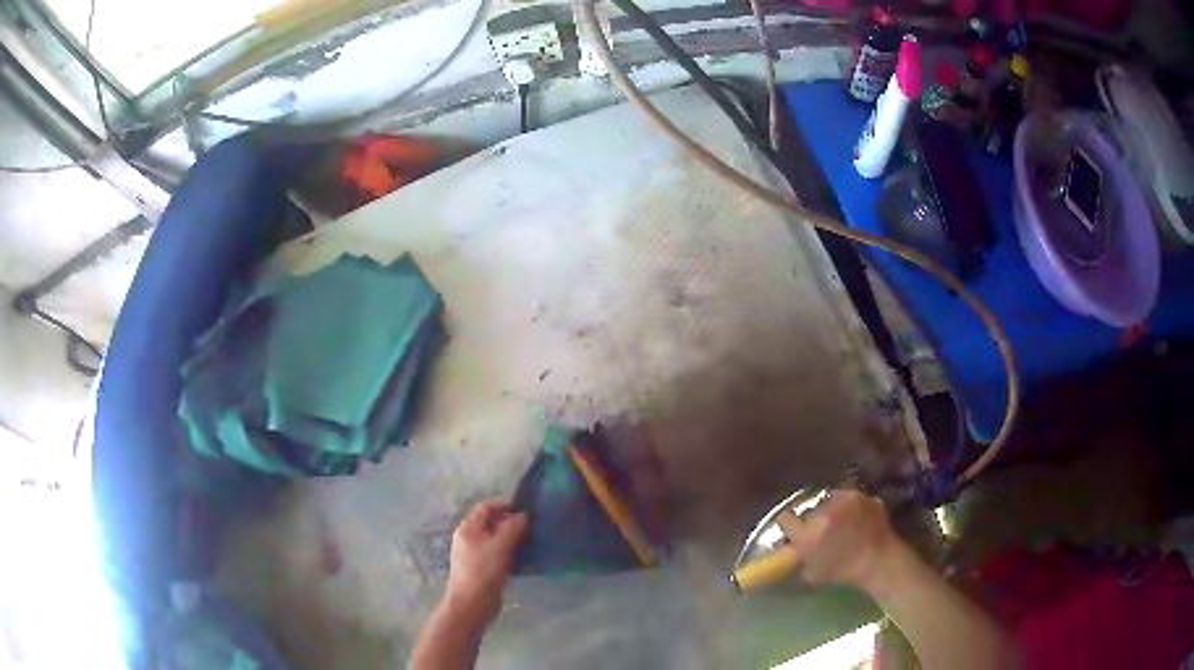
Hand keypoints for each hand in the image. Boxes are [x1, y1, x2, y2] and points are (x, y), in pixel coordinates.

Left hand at [444, 499, 528, 624]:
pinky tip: (525, 558)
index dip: (504, 505)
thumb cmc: (483, 571)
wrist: (472, 604)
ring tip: (532, 540)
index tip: (525, 508)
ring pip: (496, 540)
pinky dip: (511, 552)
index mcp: (468, 528)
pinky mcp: (483, 569)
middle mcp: (469, 538)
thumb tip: (524, 514)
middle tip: (532, 525)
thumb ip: (512, 527)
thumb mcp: (500, 546)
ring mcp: (475, 554)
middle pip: (491, 523)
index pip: (485, 507)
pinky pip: (498, 554)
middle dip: (511, 522)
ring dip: (513, 538)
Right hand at [778, 488, 899, 592]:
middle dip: (811, 517)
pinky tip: (852, 517)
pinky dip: (846, 505)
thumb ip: (798, 558)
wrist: (879, 560)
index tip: (792, 529)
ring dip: (829, 509)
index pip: (785, 518)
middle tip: (819, 528)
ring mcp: (841, 501)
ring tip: (838, 521)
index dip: (787, 523)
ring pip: (826, 500)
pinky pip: (845, 497)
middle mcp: (821, 513)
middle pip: (807, 509)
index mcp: (807, 535)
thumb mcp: (812, 573)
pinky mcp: (858, 494)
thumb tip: (790, 549)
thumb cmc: (844, 571)